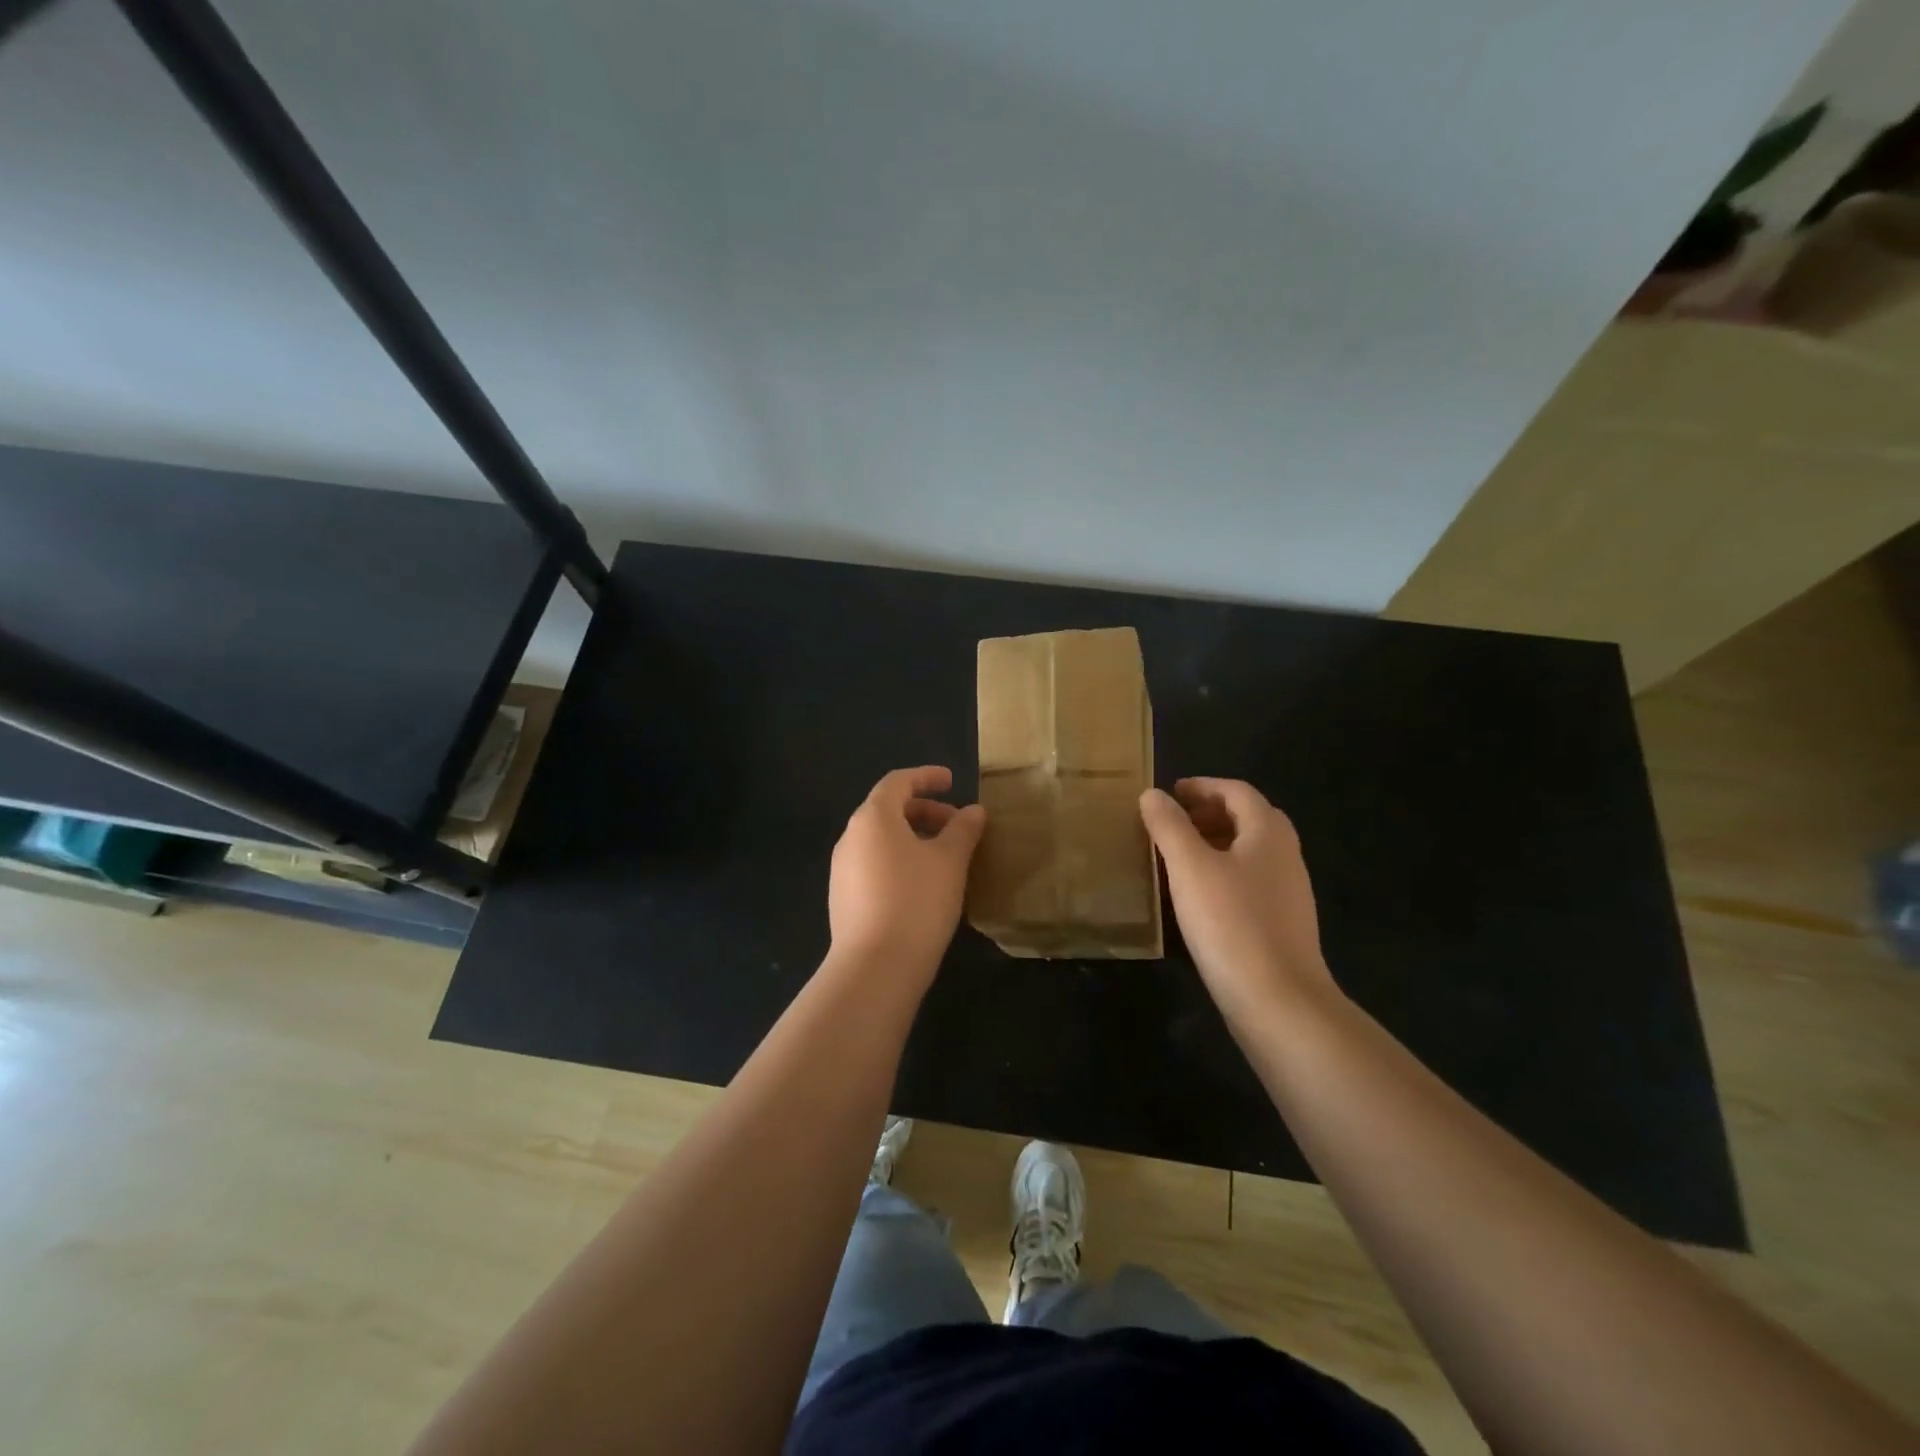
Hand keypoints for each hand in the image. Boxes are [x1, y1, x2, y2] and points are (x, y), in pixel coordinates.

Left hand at [829, 766, 986, 980]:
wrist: (875, 968)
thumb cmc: (917, 901)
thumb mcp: (950, 861)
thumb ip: (963, 830)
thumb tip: (973, 811)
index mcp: (873, 818)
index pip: (898, 782)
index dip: (926, 777)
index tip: (952, 781)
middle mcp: (851, 837)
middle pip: (888, 810)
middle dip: (925, 811)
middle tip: (957, 826)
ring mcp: (842, 870)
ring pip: (881, 840)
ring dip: (913, 838)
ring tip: (945, 858)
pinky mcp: (843, 898)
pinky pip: (874, 864)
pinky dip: (900, 861)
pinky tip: (923, 886)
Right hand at [1139, 778, 1336, 1023]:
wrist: (1278, 1001)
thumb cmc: (1230, 922)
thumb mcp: (1189, 867)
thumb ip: (1169, 826)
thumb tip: (1153, 795)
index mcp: (1268, 833)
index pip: (1237, 792)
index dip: (1202, 787)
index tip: (1169, 794)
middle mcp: (1285, 855)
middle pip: (1248, 819)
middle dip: (1209, 813)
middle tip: (1172, 823)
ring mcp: (1288, 892)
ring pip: (1250, 852)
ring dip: (1215, 843)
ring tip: (1177, 857)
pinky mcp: (1282, 924)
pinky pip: (1250, 881)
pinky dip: (1222, 873)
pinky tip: (1198, 896)